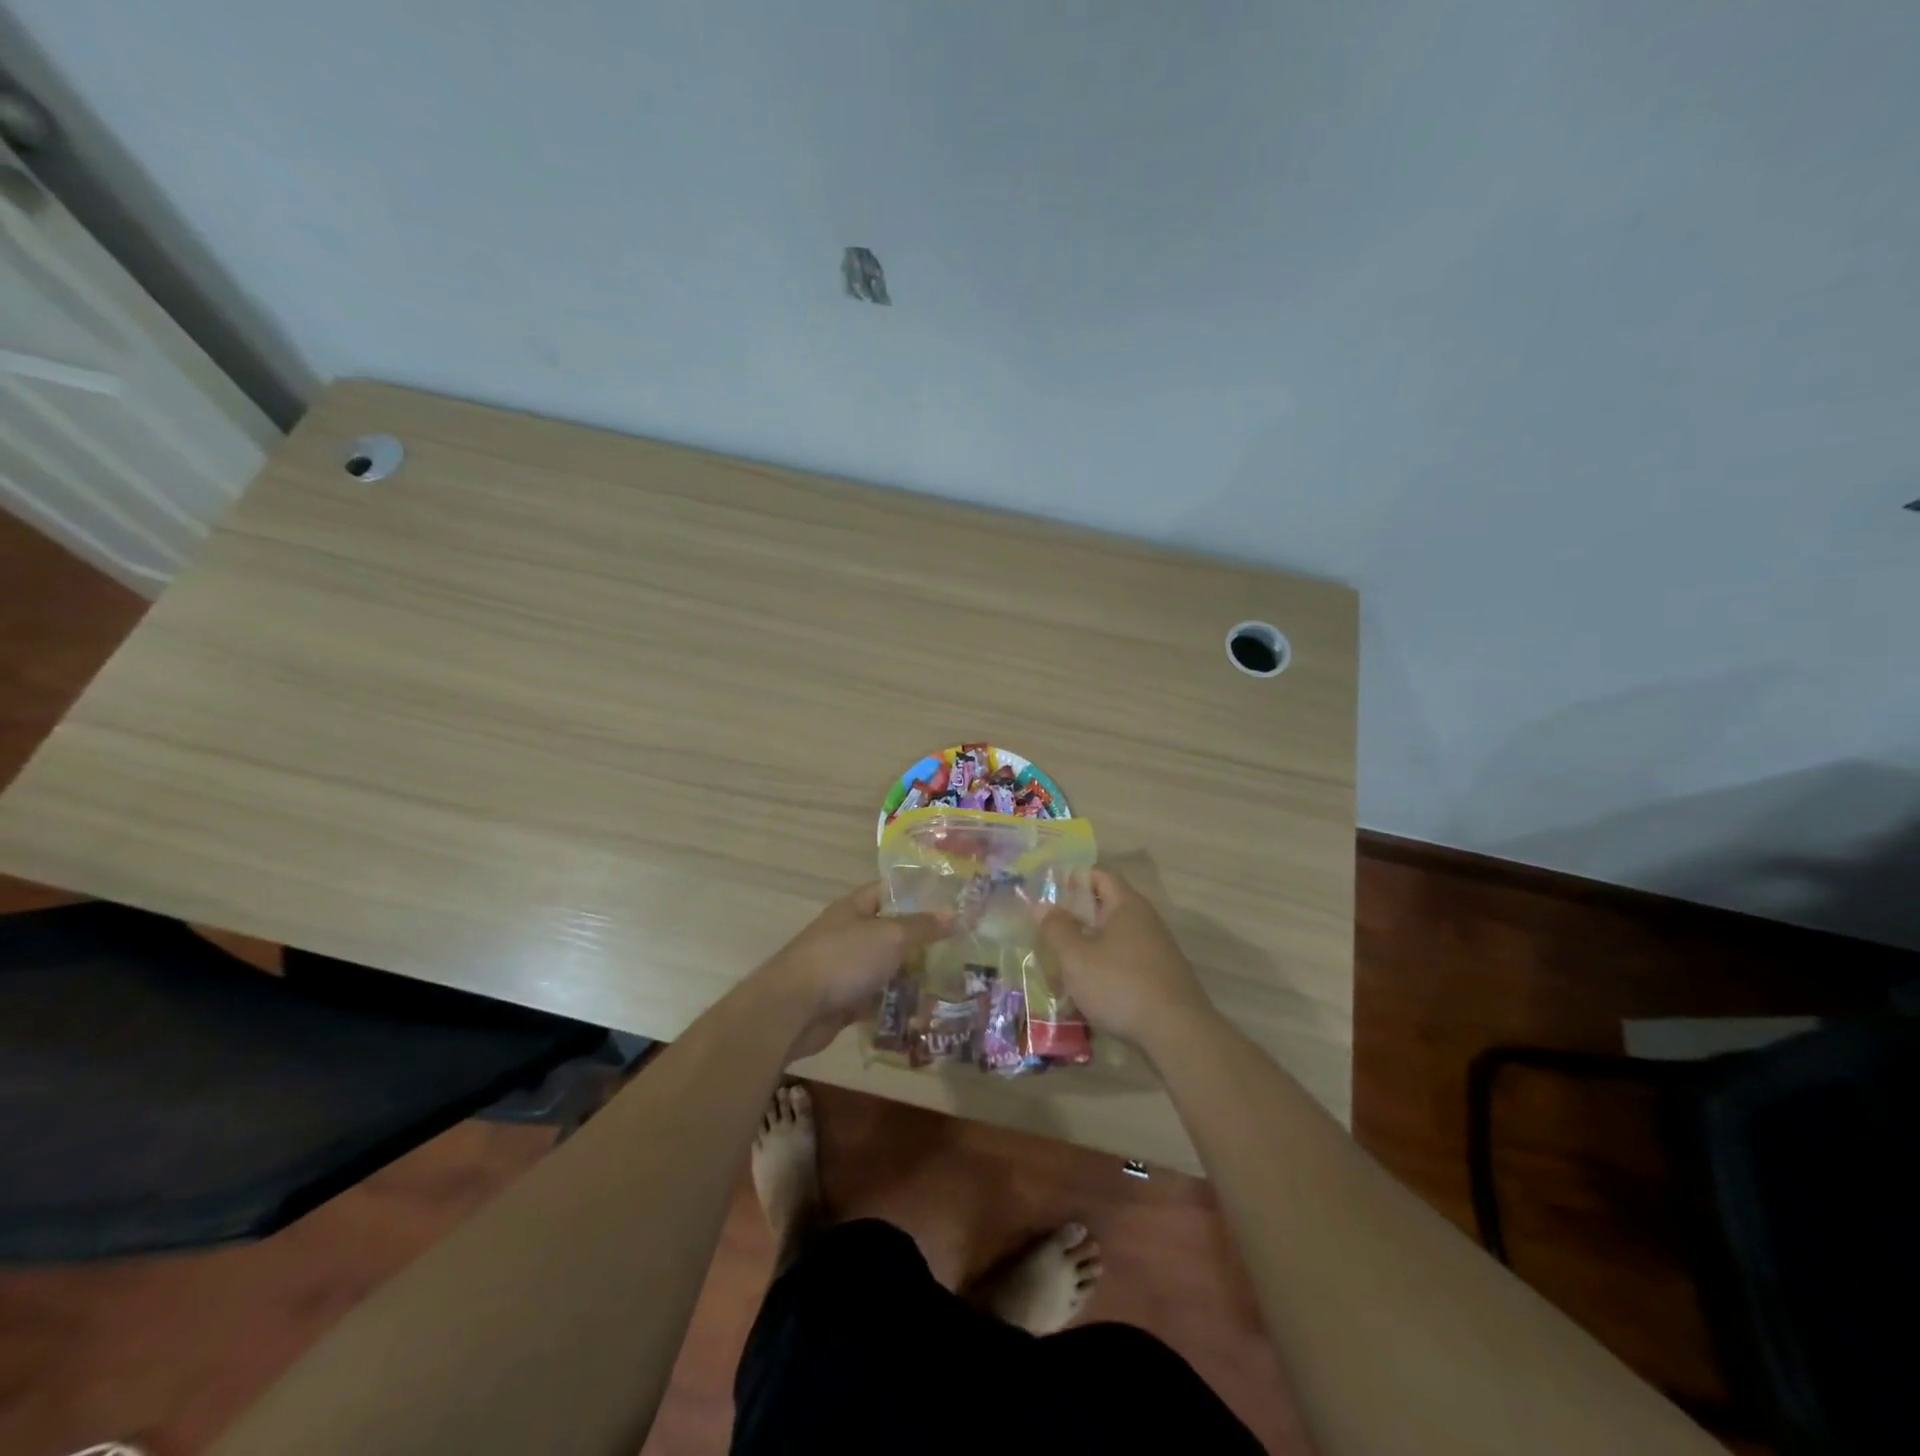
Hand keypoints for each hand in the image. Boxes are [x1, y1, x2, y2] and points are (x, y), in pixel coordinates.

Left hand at [757, 883, 946, 1057]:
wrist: (793, 1009)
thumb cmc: (843, 960)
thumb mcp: (890, 936)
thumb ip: (922, 926)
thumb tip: (954, 913)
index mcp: (854, 908)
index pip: (889, 891)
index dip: (917, 894)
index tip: (949, 903)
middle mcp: (848, 934)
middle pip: (890, 932)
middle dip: (921, 941)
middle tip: (958, 949)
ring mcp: (844, 969)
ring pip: (885, 968)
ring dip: (911, 976)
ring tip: (950, 982)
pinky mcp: (843, 1001)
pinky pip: (876, 999)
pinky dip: (896, 1005)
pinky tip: (924, 1011)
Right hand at [1038, 868, 1215, 1050]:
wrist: (1177, 1034)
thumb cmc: (1120, 985)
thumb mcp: (1076, 957)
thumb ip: (1056, 928)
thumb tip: (1043, 906)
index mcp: (1127, 905)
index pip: (1099, 876)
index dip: (1073, 880)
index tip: (1048, 896)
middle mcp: (1145, 921)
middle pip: (1105, 909)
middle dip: (1075, 921)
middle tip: (1047, 936)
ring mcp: (1156, 951)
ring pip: (1112, 941)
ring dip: (1087, 951)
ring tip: (1060, 971)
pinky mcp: (1160, 978)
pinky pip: (1124, 965)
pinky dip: (1103, 972)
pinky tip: (1086, 996)